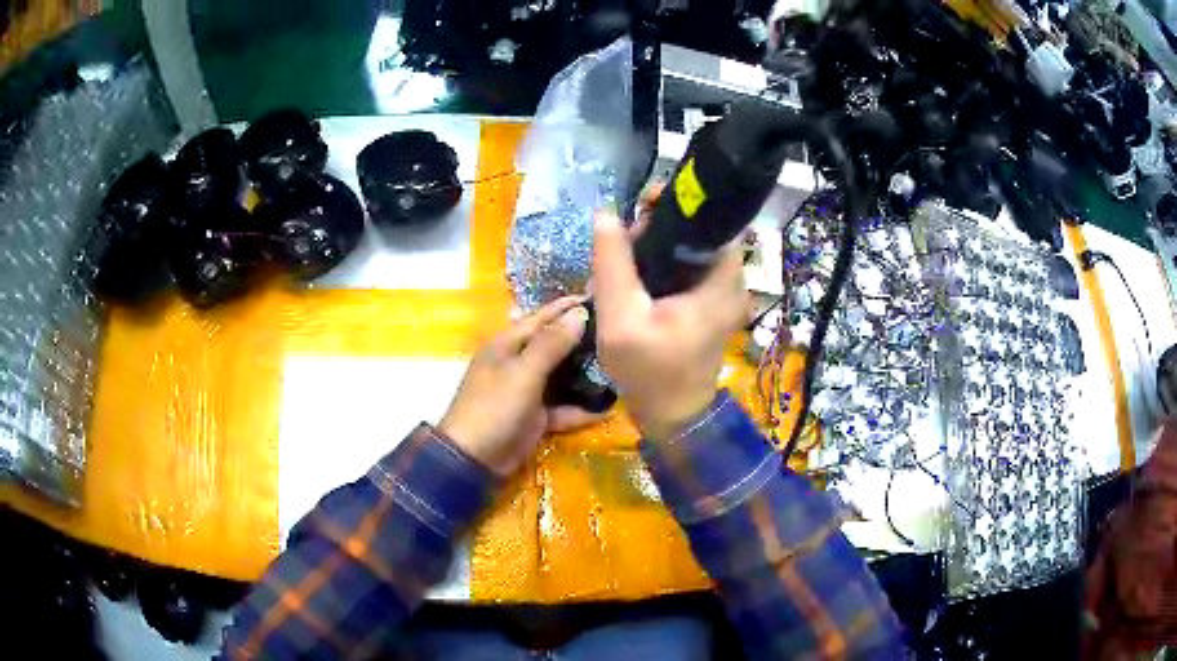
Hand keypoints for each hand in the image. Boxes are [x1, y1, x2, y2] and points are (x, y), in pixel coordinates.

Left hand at [439, 297, 603, 475]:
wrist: (473, 459)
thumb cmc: (494, 407)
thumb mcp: (524, 372)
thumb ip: (552, 343)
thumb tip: (579, 312)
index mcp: (508, 344)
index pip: (543, 317)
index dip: (569, 307)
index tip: (600, 296)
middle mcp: (518, 362)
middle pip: (555, 345)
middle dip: (583, 339)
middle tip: (618, 332)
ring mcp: (526, 391)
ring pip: (561, 376)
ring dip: (586, 374)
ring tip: (621, 365)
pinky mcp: (535, 417)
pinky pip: (562, 408)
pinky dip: (581, 409)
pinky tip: (609, 408)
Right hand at [593, 211, 748, 440]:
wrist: (673, 417)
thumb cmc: (650, 373)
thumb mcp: (621, 319)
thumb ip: (613, 264)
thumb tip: (605, 214)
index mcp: (722, 281)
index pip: (713, 220)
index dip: (679, 206)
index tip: (642, 206)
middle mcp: (733, 281)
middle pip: (699, 232)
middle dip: (660, 228)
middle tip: (624, 243)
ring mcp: (725, 294)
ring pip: (690, 250)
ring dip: (657, 248)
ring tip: (623, 260)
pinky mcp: (712, 304)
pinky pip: (688, 269)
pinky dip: (663, 266)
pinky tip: (635, 278)